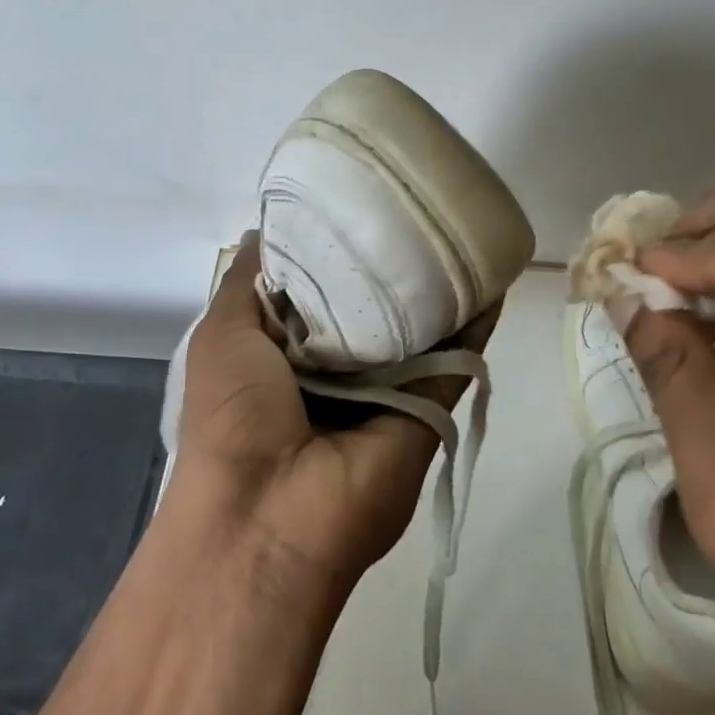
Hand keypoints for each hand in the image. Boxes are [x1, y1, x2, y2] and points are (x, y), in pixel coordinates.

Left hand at [170, 234, 496, 602]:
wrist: (268, 516)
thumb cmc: (233, 413)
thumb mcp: (222, 334)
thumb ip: (247, 282)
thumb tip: (264, 229)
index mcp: (287, 350)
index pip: (319, 285)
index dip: (335, 245)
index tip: (357, 199)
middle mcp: (339, 367)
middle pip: (373, 302)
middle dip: (389, 259)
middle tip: (414, 203)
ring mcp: (386, 388)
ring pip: (419, 326)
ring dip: (439, 285)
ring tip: (460, 225)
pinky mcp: (425, 409)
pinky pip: (455, 358)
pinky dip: (476, 322)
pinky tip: (492, 276)